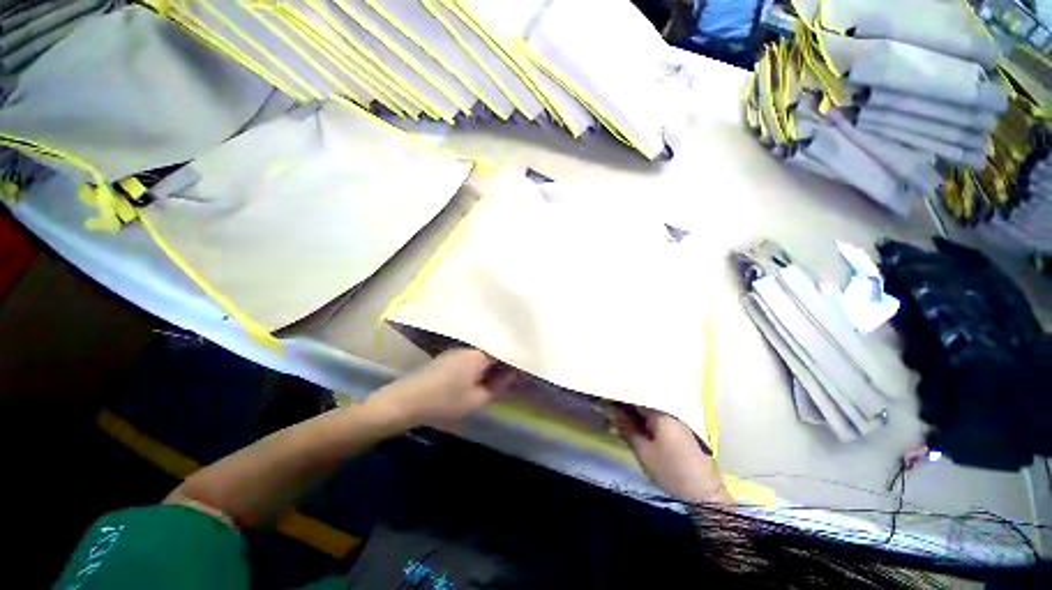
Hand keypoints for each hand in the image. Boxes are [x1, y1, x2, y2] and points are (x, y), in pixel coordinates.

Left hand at [368, 348, 516, 427]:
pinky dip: (480, 364)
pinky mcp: (447, 358)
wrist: (404, 401)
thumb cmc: (443, 401)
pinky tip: (482, 374)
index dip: (515, 358)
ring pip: (481, 353)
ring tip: (502, 372)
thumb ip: (498, 386)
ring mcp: (456, 351)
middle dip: (504, 359)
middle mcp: (468, 348)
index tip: (526, 367)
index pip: (503, 350)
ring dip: (492, 362)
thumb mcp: (475, 399)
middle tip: (516, 371)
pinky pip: (470, 357)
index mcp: (478, 354)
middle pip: (493, 349)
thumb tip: (513, 375)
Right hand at [611, 406, 731, 504]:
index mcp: (661, 413)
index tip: (605, 401)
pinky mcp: (683, 432)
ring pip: (652, 412)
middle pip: (644, 403)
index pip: (635, 398)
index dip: (619, 398)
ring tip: (621, 420)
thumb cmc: (670, 471)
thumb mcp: (643, 452)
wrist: (705, 494)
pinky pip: (660, 420)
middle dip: (627, 407)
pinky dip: (647, 422)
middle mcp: (671, 412)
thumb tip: (610, 411)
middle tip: (610, 412)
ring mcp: (678, 422)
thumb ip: (626, 428)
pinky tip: (638, 428)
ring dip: (637, 415)